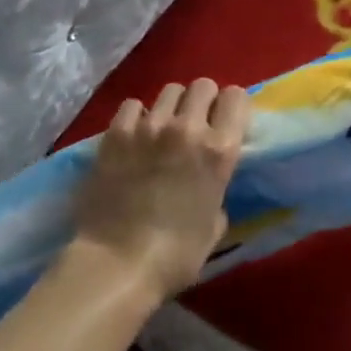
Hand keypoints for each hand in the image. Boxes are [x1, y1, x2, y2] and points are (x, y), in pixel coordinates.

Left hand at [70, 79, 250, 300]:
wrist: (114, 265)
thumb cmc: (173, 257)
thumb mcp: (214, 227)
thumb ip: (218, 193)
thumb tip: (210, 185)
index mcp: (219, 150)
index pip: (236, 97)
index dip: (232, 107)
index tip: (225, 123)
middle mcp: (188, 128)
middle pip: (203, 85)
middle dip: (203, 101)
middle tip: (195, 125)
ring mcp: (150, 126)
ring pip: (170, 90)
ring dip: (171, 107)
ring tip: (162, 129)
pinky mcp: (117, 132)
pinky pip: (133, 105)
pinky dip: (136, 116)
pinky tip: (133, 136)